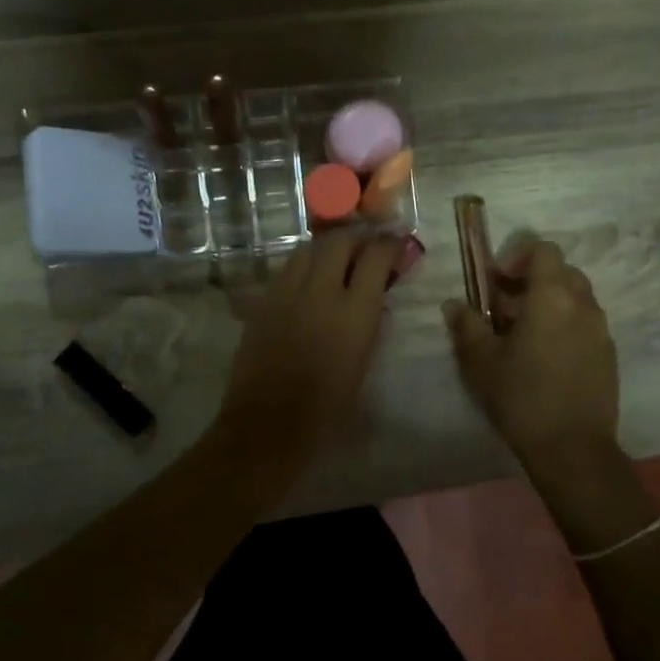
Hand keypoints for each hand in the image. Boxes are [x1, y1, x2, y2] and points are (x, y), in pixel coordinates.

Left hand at [219, 232, 402, 452]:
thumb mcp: (363, 360)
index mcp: (354, 311)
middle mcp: (320, 291)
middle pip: (339, 241)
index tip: (396, 243)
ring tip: (336, 259)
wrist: (269, 422)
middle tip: (365, 246)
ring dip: (326, 248)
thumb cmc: (328, 405)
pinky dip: (303, 266)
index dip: (389, 245)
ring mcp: (286, 292)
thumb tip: (374, 296)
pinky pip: (287, 269)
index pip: (375, 256)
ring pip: (308, 249)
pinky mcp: (263, 301)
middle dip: (356, 238)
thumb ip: (370, 320)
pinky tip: (308, 280)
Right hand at [444, 239, 619, 471]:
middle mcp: (583, 304)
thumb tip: (454, 304)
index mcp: (552, 296)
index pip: (543, 249)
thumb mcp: (481, 361)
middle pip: (560, 271)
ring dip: (548, 304)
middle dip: (531, 281)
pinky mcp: (609, 354)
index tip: (496, 282)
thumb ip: (466, 325)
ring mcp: (601, 330)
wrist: (573, 449)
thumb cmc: (522, 397)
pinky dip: (564, 325)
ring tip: (522, 336)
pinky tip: (544, 358)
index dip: (517, 256)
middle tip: (504, 309)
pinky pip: (585, 323)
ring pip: (575, 298)